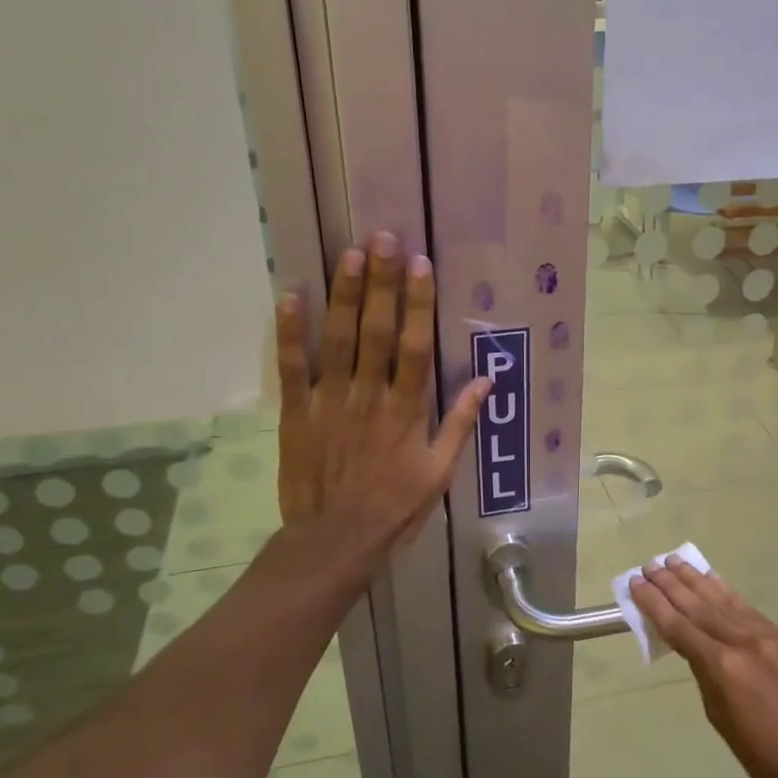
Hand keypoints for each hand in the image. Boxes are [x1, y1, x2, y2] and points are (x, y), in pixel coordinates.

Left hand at [275, 233, 489, 550]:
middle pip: (375, 331)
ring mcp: (329, 402)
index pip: (415, 346)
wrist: (335, 539)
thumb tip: (486, 381)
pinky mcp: (296, 413)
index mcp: (406, 409)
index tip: (420, 265)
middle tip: (383, 239)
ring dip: (343, 295)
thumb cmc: (394, 507)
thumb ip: (459, 423)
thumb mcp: (439, 472)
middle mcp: (369, 396)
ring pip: (338, 340)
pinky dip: (291, 333)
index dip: (418, 303)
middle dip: (381, 283)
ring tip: (349, 253)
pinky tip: (291, 296)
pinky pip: (293, 368)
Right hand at [628, 558, 777, 777]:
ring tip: (675, 561)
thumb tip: (695, 646)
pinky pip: (749, 610)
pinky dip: (727, 593)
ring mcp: (769, 636)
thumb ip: (705, 672)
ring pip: (724, 601)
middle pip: (698, 606)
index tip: (637, 583)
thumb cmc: (761, 754)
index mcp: (722, 667)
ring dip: (696, 580)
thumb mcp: (719, 716)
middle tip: (651, 565)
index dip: (654, 603)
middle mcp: (743, 642)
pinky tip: (713, 580)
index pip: (679, 626)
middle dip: (671, 584)